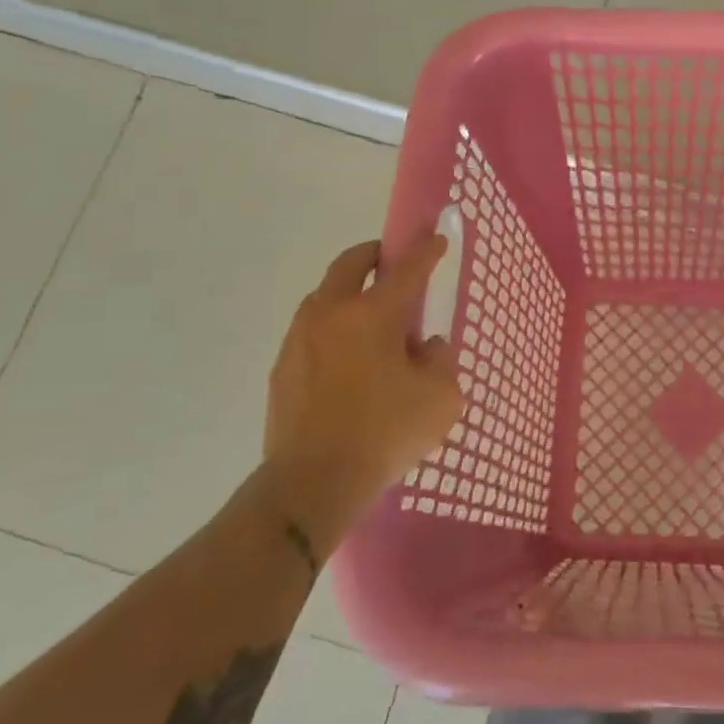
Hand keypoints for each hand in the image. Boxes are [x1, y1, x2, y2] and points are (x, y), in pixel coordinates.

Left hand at [262, 235, 461, 539]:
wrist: (311, 483)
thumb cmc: (384, 432)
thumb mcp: (441, 398)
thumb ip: (441, 362)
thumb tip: (426, 348)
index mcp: (371, 314)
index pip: (406, 269)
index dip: (426, 251)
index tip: (437, 239)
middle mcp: (330, 314)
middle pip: (350, 264)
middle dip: (375, 255)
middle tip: (392, 262)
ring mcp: (299, 340)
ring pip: (325, 296)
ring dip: (349, 292)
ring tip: (372, 317)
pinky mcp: (282, 369)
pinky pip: (312, 332)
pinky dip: (333, 329)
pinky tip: (349, 358)